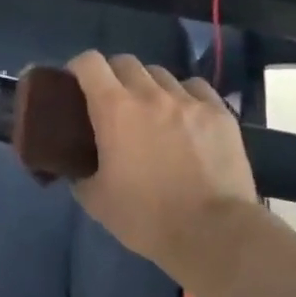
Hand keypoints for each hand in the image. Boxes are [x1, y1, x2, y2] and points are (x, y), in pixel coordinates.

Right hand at [67, 51, 262, 274]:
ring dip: (148, 86)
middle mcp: (150, 94)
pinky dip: (184, 96)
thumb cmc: (147, 217)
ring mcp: (188, 101)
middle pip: (125, 62)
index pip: (89, 62)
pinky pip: (195, 88)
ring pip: (161, 74)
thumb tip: (75, 167)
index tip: (75, 85)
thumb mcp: (96, 200)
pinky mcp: (219, 113)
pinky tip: (185, 116)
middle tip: (113, 102)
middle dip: (113, 76)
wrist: (214, 234)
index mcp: (114, 108)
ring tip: (152, 111)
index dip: (78, 68)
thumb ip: (79, 174)